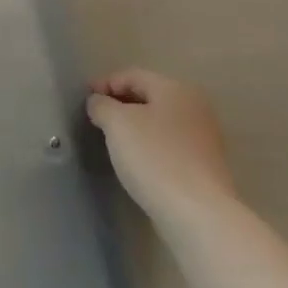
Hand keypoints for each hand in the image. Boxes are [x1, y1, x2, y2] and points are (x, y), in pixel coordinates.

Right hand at [86, 69, 234, 222]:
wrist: (197, 212)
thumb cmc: (154, 158)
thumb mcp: (117, 124)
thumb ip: (102, 105)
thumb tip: (99, 102)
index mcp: (176, 89)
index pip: (132, 75)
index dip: (105, 83)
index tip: (83, 99)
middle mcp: (195, 106)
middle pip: (149, 95)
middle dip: (120, 103)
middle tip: (95, 118)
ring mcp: (203, 137)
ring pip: (159, 121)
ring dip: (134, 125)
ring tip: (112, 139)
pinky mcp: (203, 165)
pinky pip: (168, 144)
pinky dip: (149, 145)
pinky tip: (136, 160)